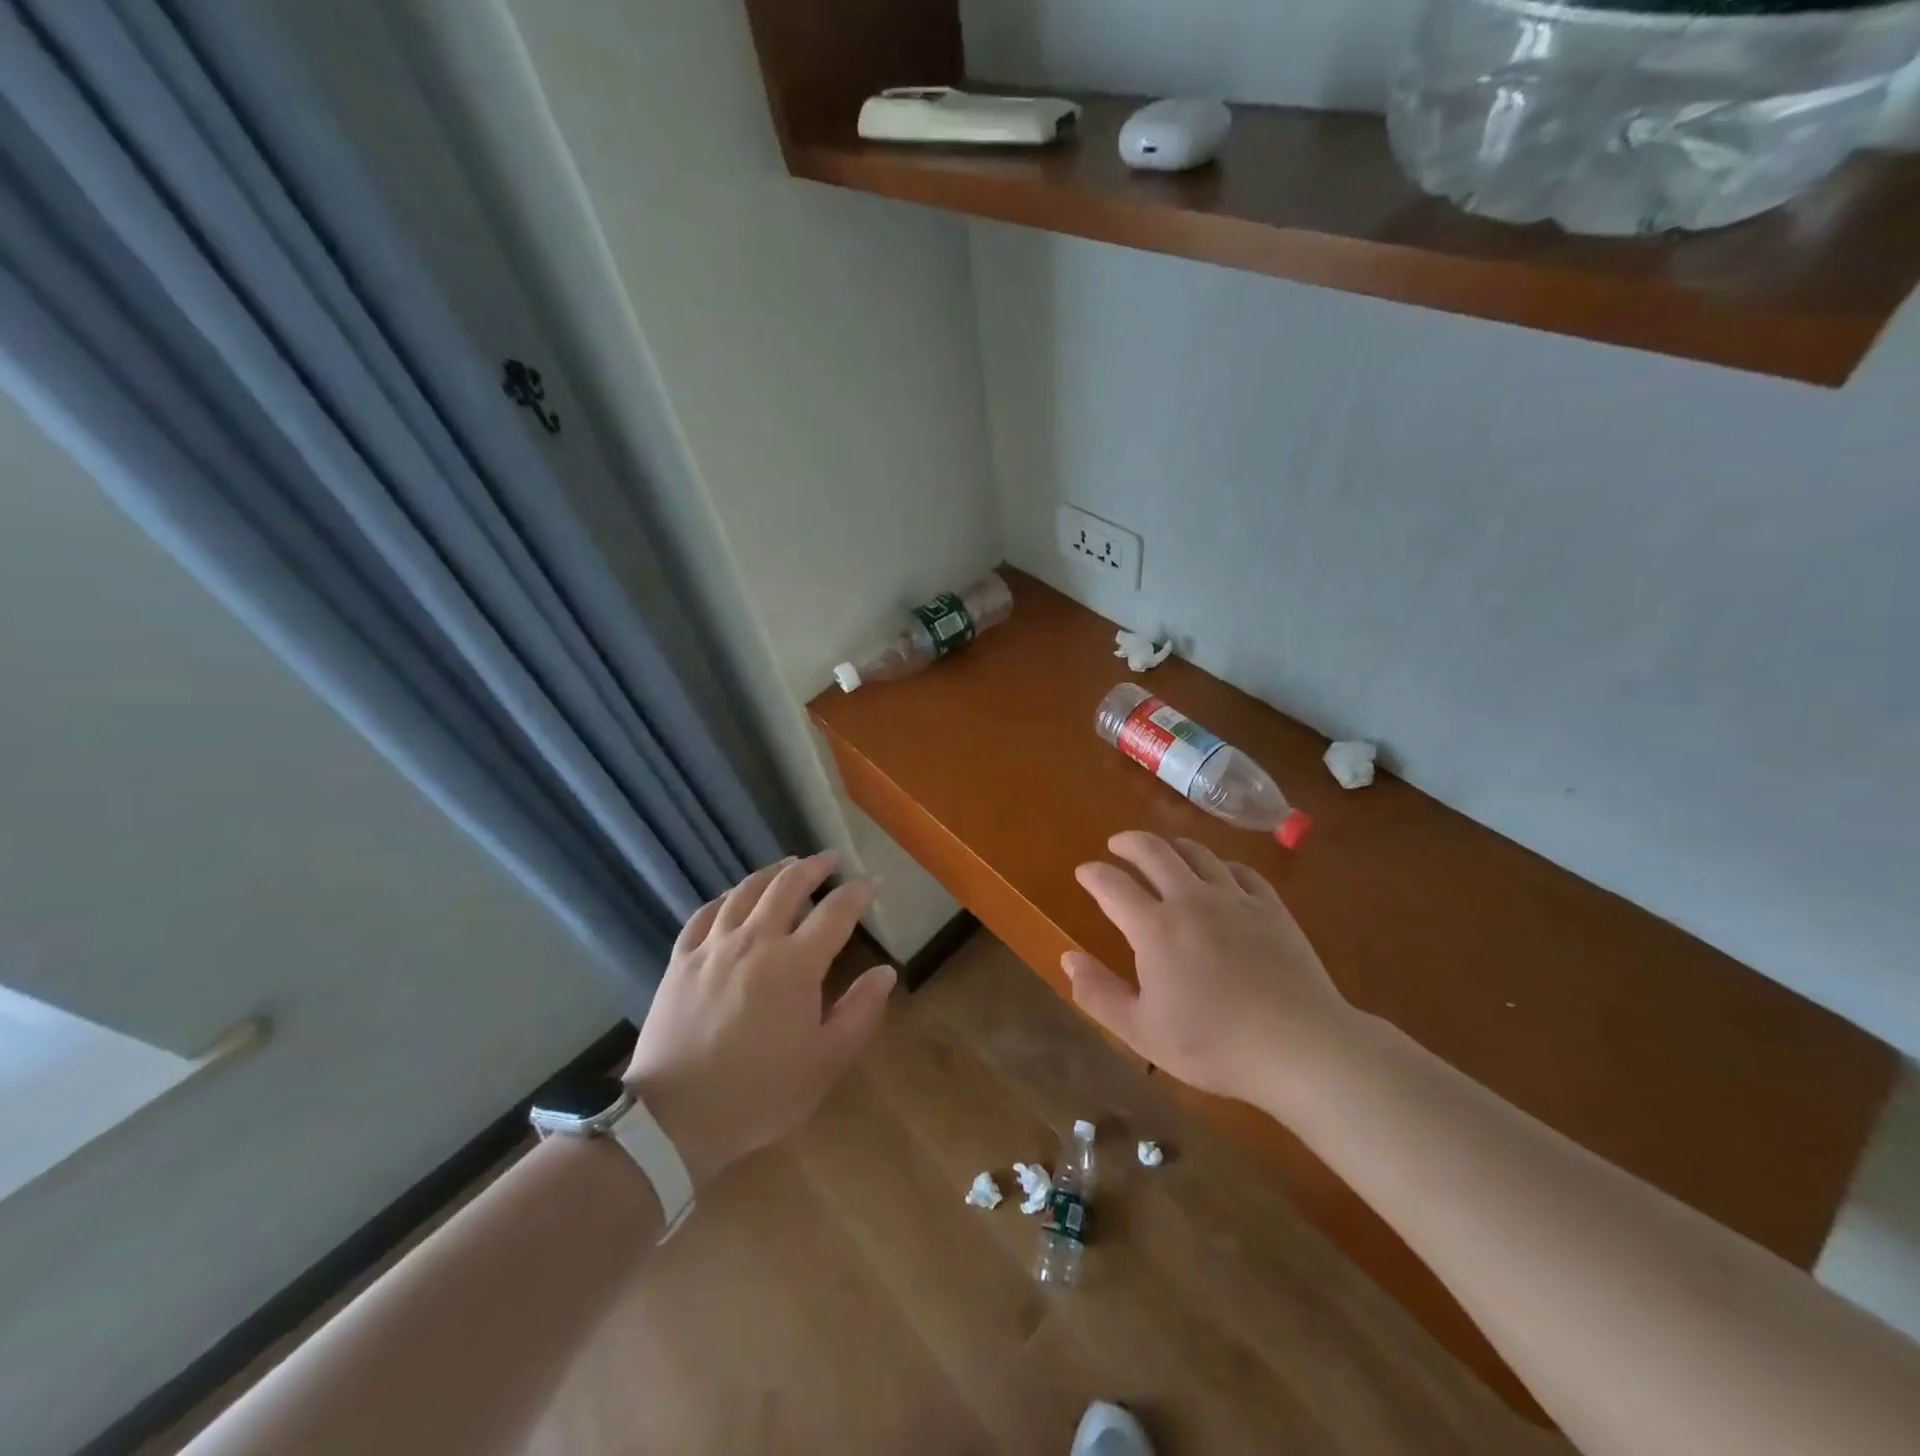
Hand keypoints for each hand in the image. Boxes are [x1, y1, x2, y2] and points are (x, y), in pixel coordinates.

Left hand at [623, 851, 894, 1190]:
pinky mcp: (681, 961)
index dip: (858, 892)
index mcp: (795, 964)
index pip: (835, 912)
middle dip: (814, 867)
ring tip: (787, 864)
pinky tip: (732, 897)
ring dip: (772, 872)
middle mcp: (755, 941)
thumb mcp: (825, 1062)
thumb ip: (860, 1012)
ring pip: (746, 891)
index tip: (872, 882)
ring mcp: (713, 947)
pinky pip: (705, 914)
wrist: (674, 1118)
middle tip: (830, 859)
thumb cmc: (760, 1092)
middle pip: (787, 886)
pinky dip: (725, 897)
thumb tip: (885, 972)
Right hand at [1065, 832, 1356, 1105]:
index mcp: (1154, 928)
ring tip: (1163, 851)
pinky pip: (1240, 870)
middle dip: (1128, 842)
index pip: (1112, 884)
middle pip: (1153, 851)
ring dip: (1172, 846)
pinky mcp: (1271, 907)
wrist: (1301, 1048)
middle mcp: (1191, 899)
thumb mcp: (1142, 1032)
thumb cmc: (1214, 1045)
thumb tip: (1067, 958)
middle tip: (1117, 845)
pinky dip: (1220, 865)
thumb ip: (1098, 993)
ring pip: (1197, 853)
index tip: (1084, 872)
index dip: (1092, 873)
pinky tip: (1220, 874)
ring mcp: (1235, 899)